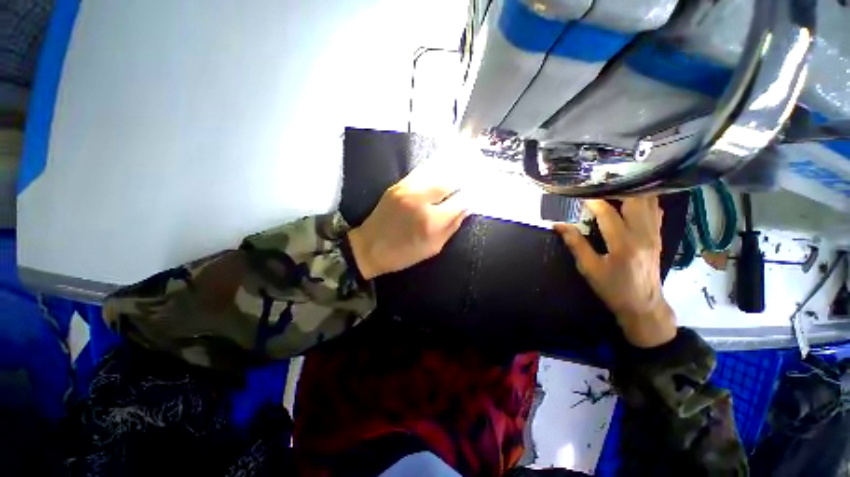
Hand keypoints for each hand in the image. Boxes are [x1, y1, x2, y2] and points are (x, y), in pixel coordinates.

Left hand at [347, 170, 468, 279]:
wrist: (369, 247)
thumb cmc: (403, 254)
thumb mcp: (433, 247)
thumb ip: (452, 227)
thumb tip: (466, 209)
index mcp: (431, 221)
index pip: (460, 201)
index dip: (471, 196)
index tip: (476, 194)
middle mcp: (421, 200)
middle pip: (449, 182)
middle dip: (463, 180)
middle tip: (472, 178)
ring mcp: (407, 189)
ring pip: (436, 172)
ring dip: (450, 171)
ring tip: (462, 169)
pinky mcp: (397, 185)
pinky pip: (421, 172)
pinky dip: (435, 170)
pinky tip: (442, 169)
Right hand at [554, 197, 675, 347]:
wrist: (644, 305)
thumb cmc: (613, 288)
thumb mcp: (589, 269)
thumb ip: (576, 244)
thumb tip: (558, 225)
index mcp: (624, 244)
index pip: (608, 213)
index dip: (593, 201)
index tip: (580, 194)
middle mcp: (643, 234)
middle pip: (635, 200)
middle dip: (617, 188)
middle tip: (599, 185)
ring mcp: (654, 234)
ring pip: (648, 202)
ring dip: (631, 191)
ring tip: (613, 187)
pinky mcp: (658, 236)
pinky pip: (654, 210)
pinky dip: (643, 200)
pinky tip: (631, 199)